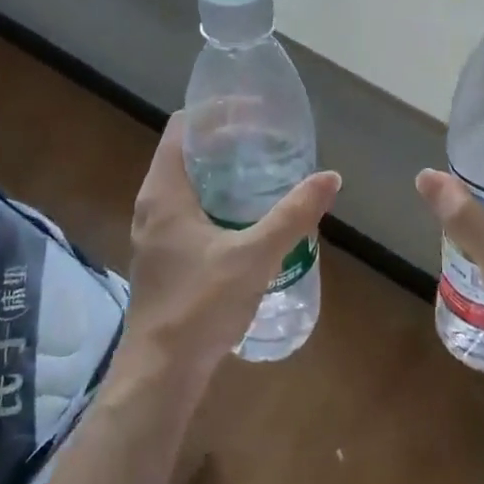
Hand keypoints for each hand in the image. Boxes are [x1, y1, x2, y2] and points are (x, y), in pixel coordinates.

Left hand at [120, 113, 340, 383]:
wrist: (160, 372)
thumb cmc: (200, 305)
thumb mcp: (255, 256)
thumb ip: (293, 215)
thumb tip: (330, 177)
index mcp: (164, 193)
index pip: (183, 128)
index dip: (216, 112)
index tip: (255, 111)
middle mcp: (152, 206)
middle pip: (187, 153)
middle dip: (226, 141)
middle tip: (269, 140)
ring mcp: (154, 234)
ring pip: (187, 185)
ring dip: (221, 173)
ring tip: (264, 172)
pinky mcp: (163, 258)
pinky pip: (189, 212)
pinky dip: (216, 201)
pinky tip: (248, 218)